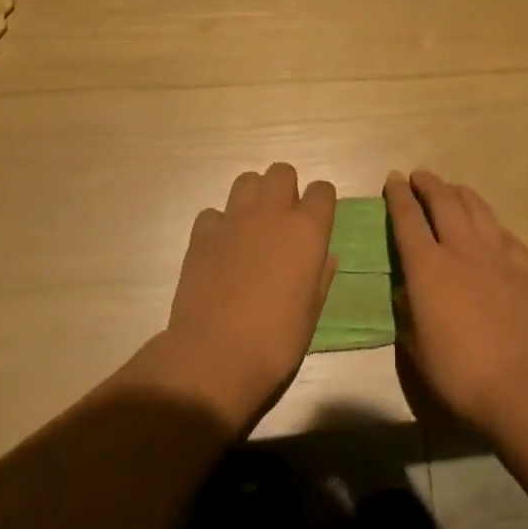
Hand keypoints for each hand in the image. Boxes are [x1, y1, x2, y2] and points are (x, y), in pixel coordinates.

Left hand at [162, 163, 337, 428]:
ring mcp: (234, 219)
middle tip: (283, 220)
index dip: (320, 203)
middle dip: (285, 188)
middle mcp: (272, 213)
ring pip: (247, 180)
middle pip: (282, 172)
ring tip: (252, 226)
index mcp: (307, 230)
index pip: (323, 190)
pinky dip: (219, 225)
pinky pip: (214, 213)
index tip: (317, 222)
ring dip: (253, 197)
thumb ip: (320, 276)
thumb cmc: (276, 341)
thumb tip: (324, 257)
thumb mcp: (311, 312)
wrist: (215, 356)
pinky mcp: (202, 233)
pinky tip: (221, 249)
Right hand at [385, 170, 527, 433]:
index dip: (398, 195)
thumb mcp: (415, 345)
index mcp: (427, 266)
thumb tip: (405, 286)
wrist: (522, 383)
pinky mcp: (523, 265)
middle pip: (444, 201)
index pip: (408, 218)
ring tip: (452, 188)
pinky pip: (503, 231)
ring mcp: (496, 253)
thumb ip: (407, 308)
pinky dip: (490, 222)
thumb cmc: (459, 371)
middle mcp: (461, 248)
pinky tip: (489, 226)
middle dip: (428, 184)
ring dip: (460, 193)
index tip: (393, 179)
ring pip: (476, 207)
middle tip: (419, 176)